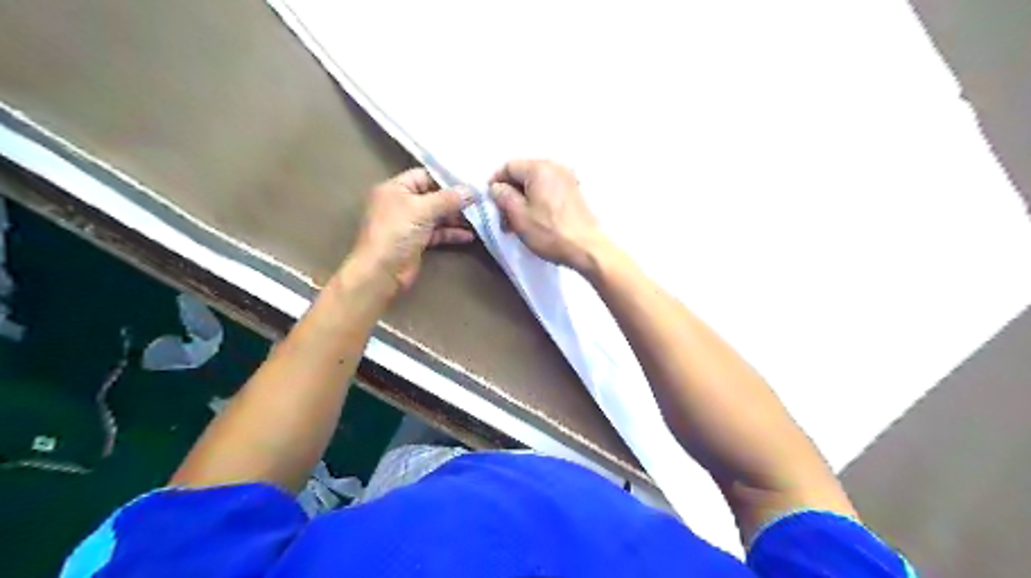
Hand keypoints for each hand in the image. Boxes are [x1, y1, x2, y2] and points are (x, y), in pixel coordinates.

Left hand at [347, 167, 474, 291]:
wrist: (382, 271)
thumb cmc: (396, 233)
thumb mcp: (423, 210)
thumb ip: (448, 199)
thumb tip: (473, 190)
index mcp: (395, 188)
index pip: (424, 176)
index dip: (446, 178)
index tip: (471, 181)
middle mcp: (401, 203)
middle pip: (433, 196)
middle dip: (455, 199)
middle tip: (479, 200)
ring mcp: (409, 223)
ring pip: (437, 215)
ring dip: (456, 217)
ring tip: (479, 217)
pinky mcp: (417, 241)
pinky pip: (437, 233)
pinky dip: (451, 233)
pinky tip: (469, 236)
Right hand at [488, 159, 606, 272]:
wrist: (587, 249)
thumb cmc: (550, 232)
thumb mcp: (518, 215)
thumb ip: (502, 196)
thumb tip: (496, 187)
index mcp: (539, 168)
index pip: (508, 166)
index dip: (495, 182)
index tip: (489, 202)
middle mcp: (555, 167)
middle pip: (523, 174)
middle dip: (509, 194)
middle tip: (502, 217)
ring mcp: (568, 179)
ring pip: (535, 184)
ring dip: (522, 200)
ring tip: (517, 223)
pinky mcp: (575, 192)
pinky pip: (548, 190)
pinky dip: (537, 202)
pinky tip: (534, 221)